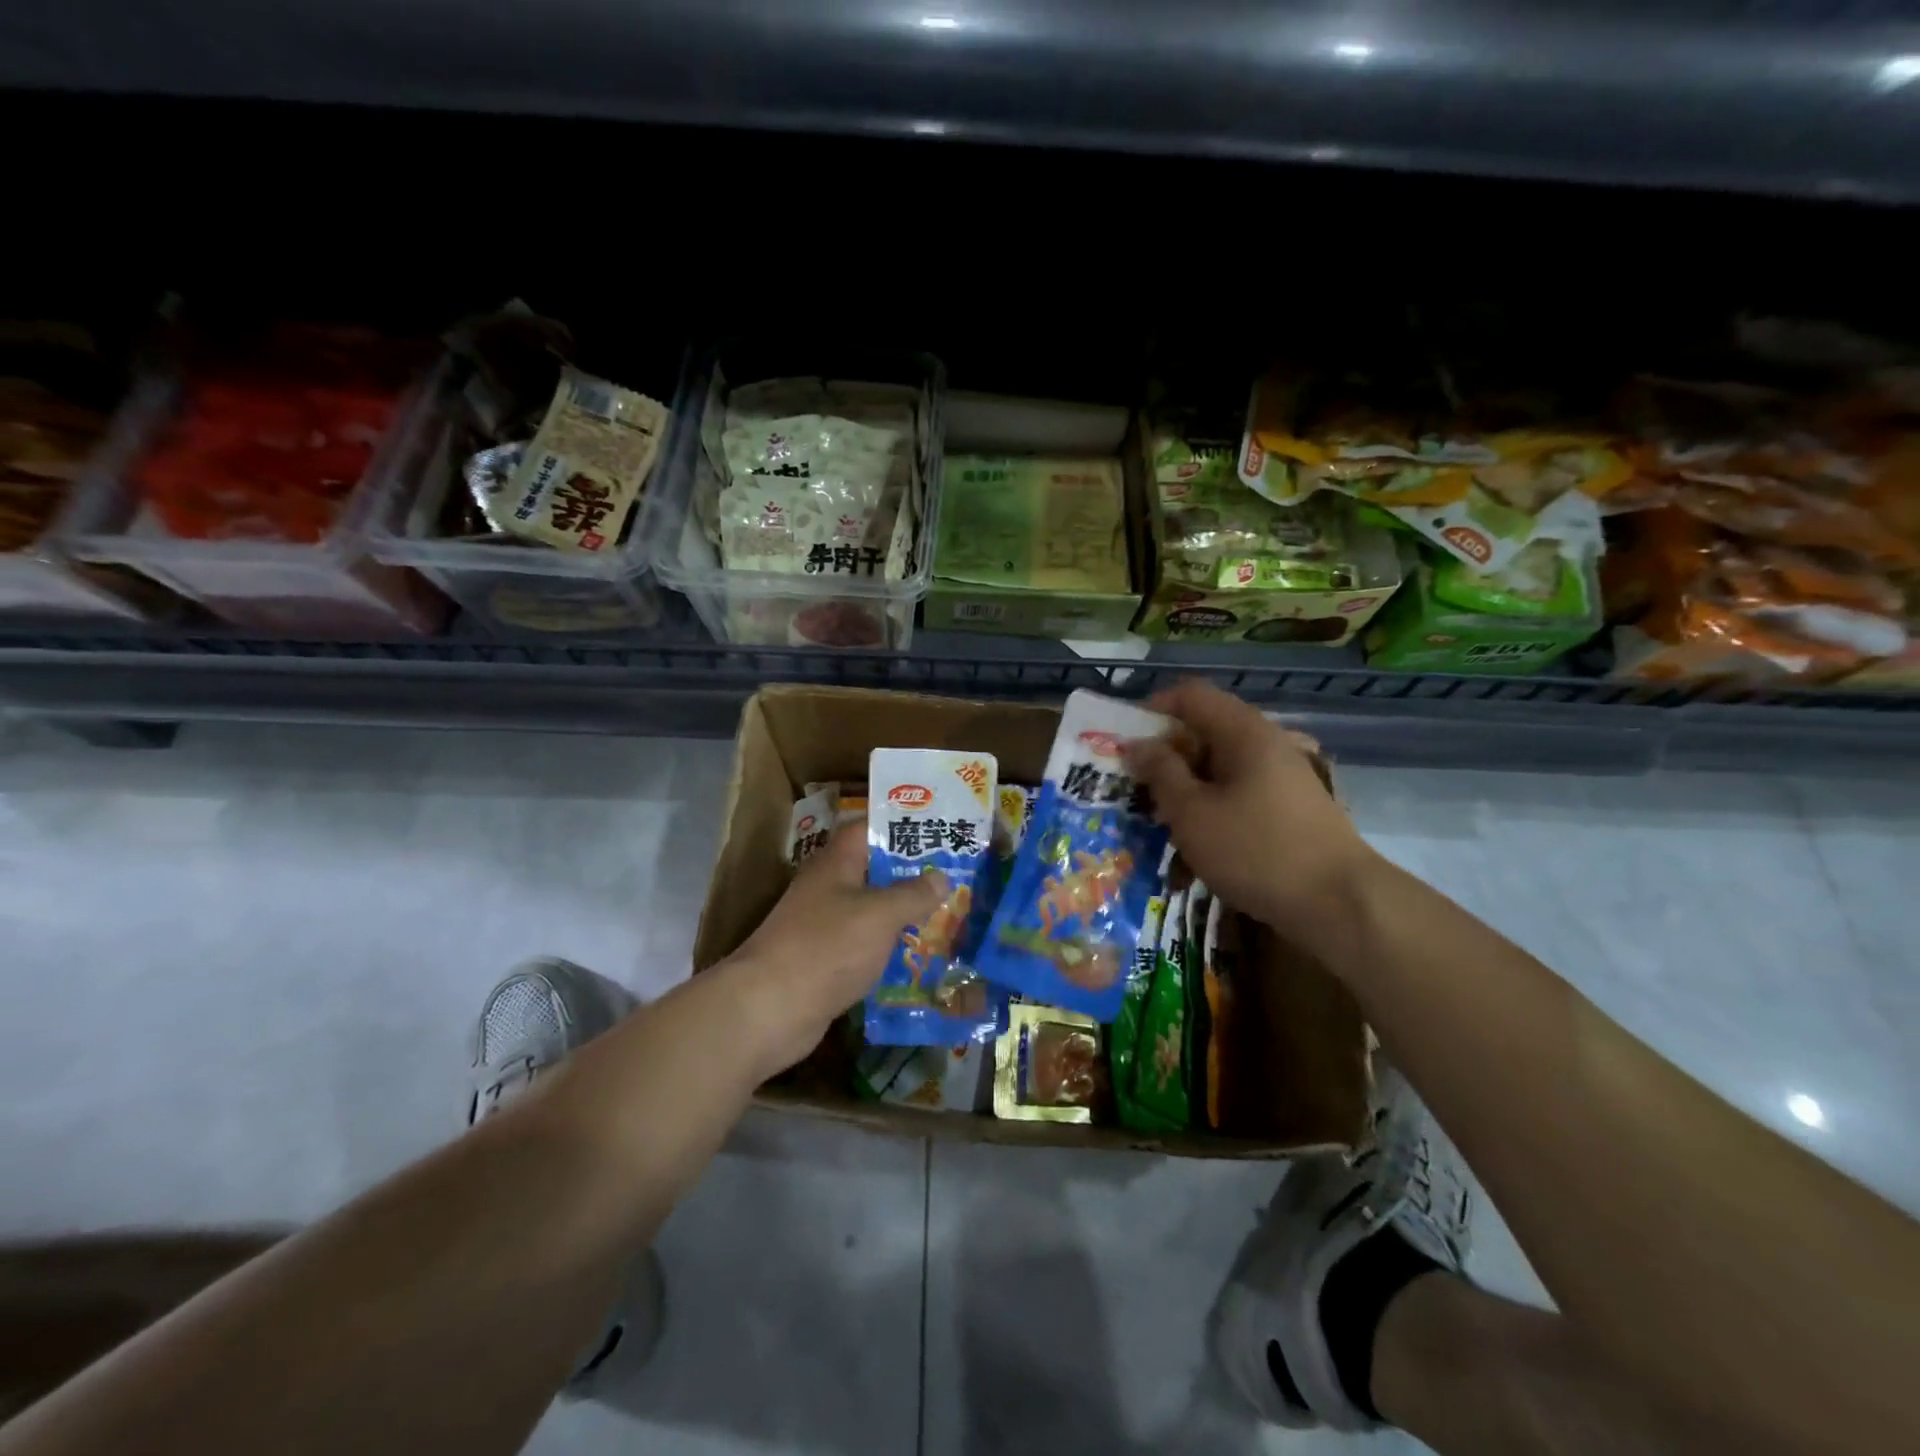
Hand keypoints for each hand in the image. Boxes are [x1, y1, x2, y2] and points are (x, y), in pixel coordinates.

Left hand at [722, 825, 943, 1076]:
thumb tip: (941, 877)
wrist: (769, 1009)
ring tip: (948, 914)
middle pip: (873, 870)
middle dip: (911, 873)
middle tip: (956, 875)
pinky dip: (888, 948)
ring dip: (903, 913)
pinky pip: (863, 945)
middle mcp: (827, 888)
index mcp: (836, 863)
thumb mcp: (880, 915)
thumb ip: (913, 893)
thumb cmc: (827, 947)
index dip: (901, 825)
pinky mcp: (824, 961)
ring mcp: (823, 926)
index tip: (938, 828)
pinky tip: (919, 957)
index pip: (868, 828)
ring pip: (871, 910)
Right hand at [1122, 679, 1378, 936]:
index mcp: (1243, 731)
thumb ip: (1161, 773)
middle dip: (1165, 754)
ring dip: (1186, 785)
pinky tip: (1197, 841)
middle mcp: (1266, 742)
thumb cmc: (1256, 850)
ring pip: (1220, 765)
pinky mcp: (1289, 807)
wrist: (1340, 904)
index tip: (1124, 742)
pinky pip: (1239, 791)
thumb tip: (1138, 745)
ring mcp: (1282, 775)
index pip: (1190, 695)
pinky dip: (1212, 805)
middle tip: (1135, 786)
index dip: (1152, 709)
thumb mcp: (1192, 813)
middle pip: (1205, 729)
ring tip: (1160, 819)